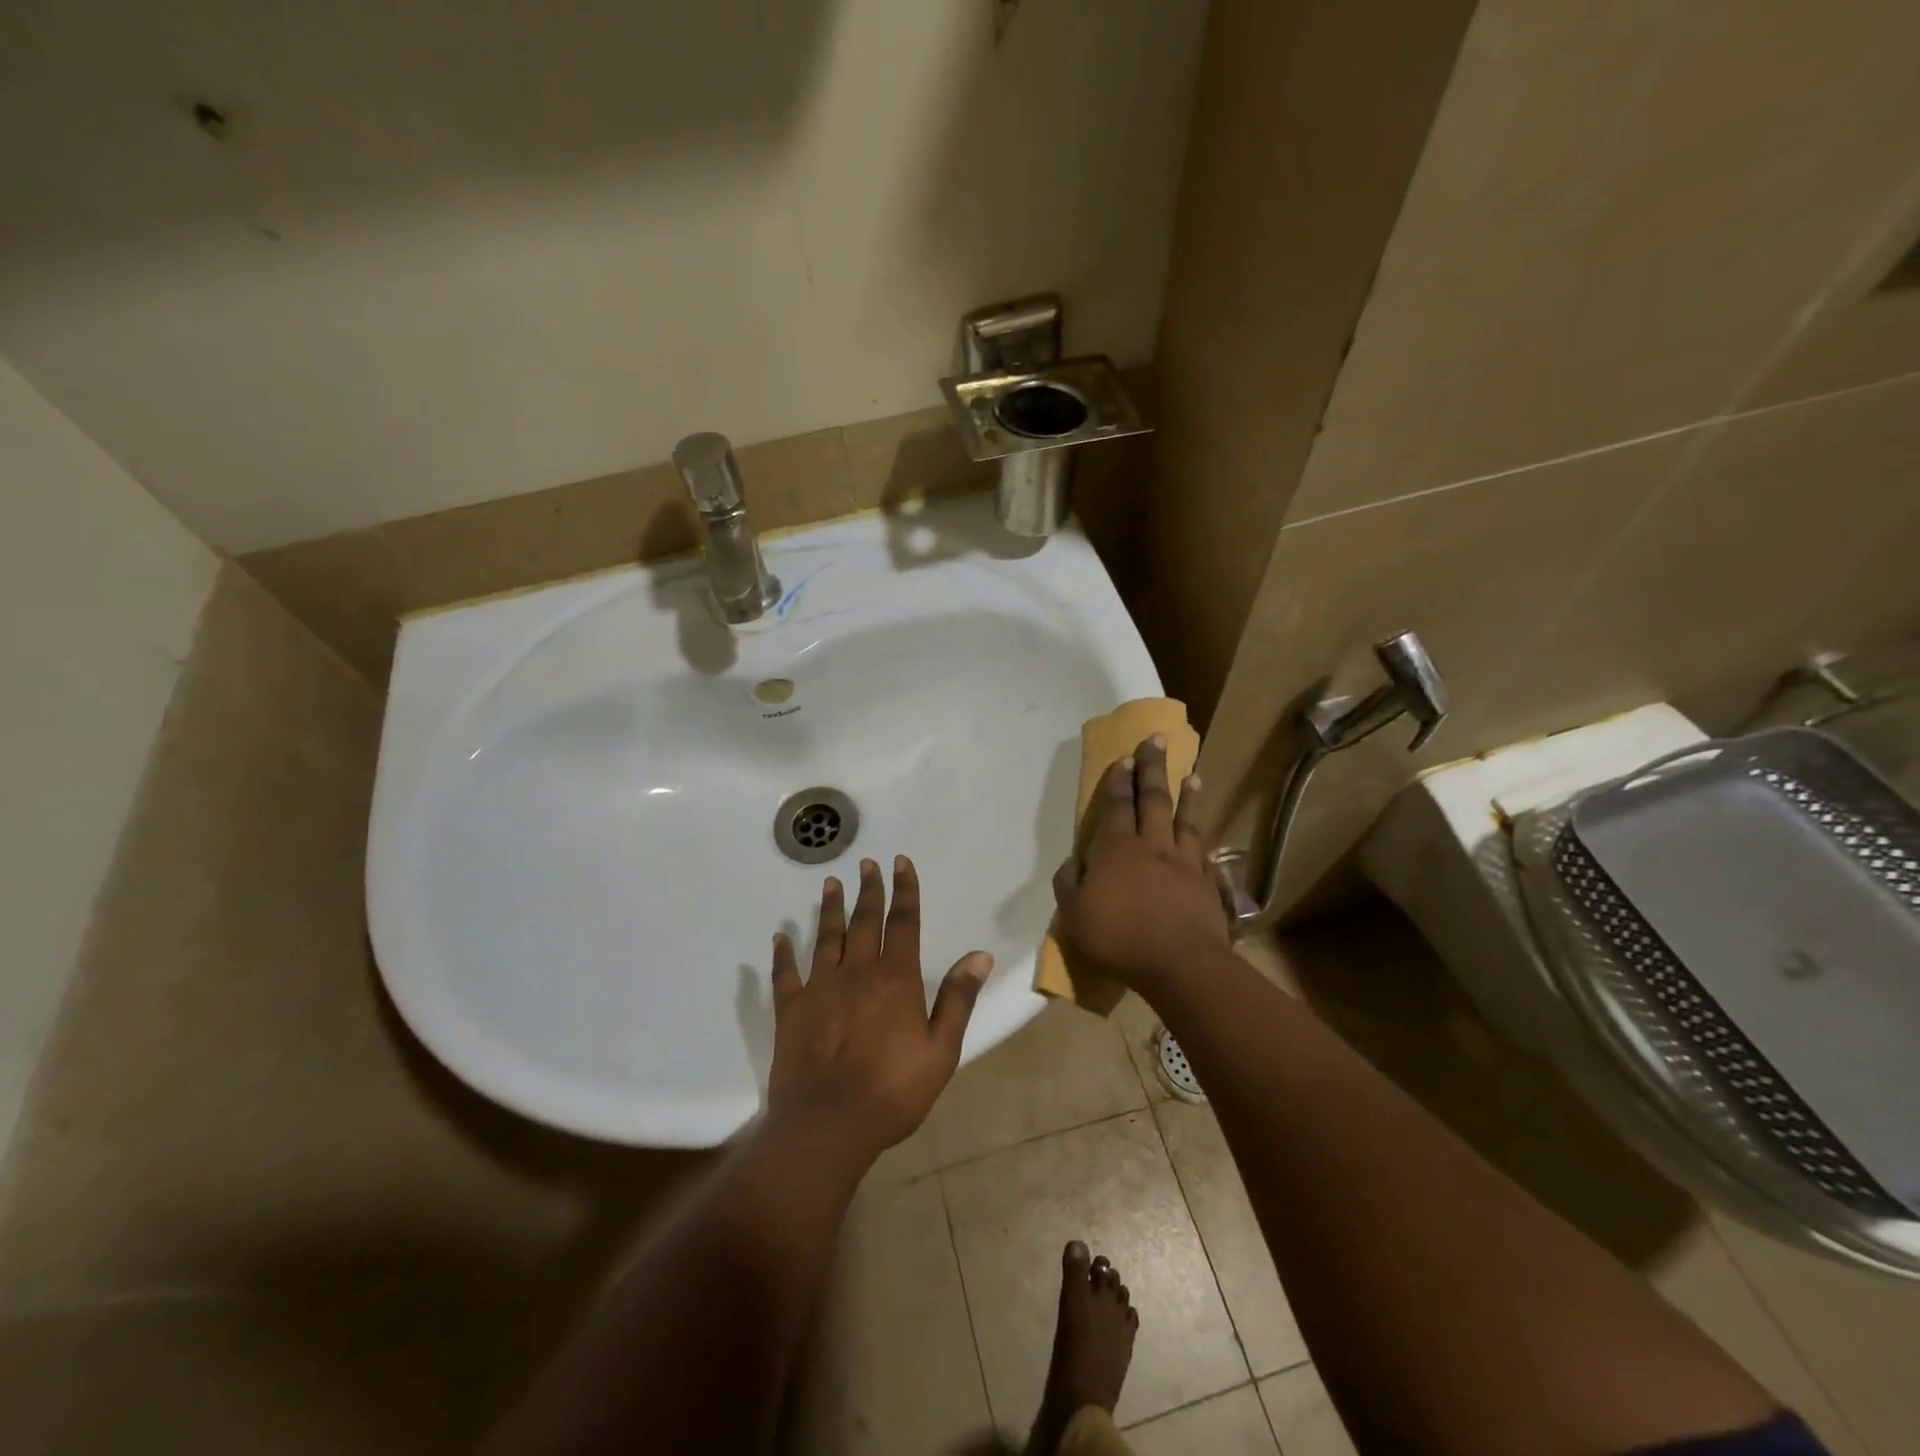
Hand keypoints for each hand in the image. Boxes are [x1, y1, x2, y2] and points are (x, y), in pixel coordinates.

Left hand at [768, 856, 991, 1162]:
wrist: (827, 1124)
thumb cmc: (892, 1091)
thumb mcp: (941, 1051)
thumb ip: (958, 999)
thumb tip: (979, 955)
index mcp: (896, 978)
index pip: (904, 922)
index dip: (904, 890)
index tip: (901, 862)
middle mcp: (858, 971)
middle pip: (865, 920)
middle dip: (869, 889)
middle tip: (866, 864)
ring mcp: (820, 987)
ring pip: (826, 937)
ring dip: (830, 909)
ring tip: (829, 884)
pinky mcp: (791, 1009)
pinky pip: (786, 973)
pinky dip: (782, 954)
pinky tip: (780, 937)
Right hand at [1052, 734, 1229, 993]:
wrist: (1180, 963)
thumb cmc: (1118, 937)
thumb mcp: (1074, 914)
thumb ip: (1069, 884)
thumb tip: (1073, 862)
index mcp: (1116, 848)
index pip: (1118, 804)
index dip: (1120, 779)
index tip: (1126, 756)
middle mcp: (1152, 846)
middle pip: (1153, 799)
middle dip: (1153, 768)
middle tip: (1158, 740)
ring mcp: (1184, 863)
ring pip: (1185, 821)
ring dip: (1187, 796)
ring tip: (1192, 775)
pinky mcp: (1208, 884)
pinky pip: (1205, 854)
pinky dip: (1204, 841)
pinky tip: (1207, 837)